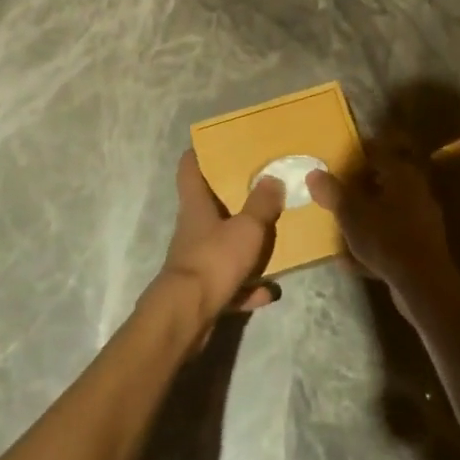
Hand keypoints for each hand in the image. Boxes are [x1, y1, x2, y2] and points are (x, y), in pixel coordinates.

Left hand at [155, 150, 284, 337]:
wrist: (188, 315)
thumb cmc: (214, 260)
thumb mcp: (246, 228)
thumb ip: (261, 204)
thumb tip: (272, 177)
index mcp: (196, 206)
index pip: (189, 169)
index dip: (198, 154)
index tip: (212, 144)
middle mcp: (192, 229)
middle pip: (207, 207)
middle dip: (230, 199)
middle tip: (257, 189)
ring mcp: (195, 261)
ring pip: (221, 246)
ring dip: (243, 247)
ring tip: (271, 242)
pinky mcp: (202, 291)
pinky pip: (229, 283)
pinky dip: (248, 286)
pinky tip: (270, 291)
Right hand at [306, 147, 459, 311]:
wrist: (423, 286)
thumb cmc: (386, 239)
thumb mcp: (351, 213)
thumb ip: (332, 191)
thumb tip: (313, 173)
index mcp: (402, 175)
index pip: (378, 151)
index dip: (357, 153)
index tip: (337, 157)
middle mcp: (415, 191)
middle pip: (383, 180)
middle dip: (358, 186)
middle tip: (335, 190)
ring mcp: (421, 220)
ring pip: (386, 209)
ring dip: (365, 214)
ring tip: (340, 223)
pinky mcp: (421, 246)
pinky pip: (391, 236)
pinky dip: (373, 241)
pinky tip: (351, 260)